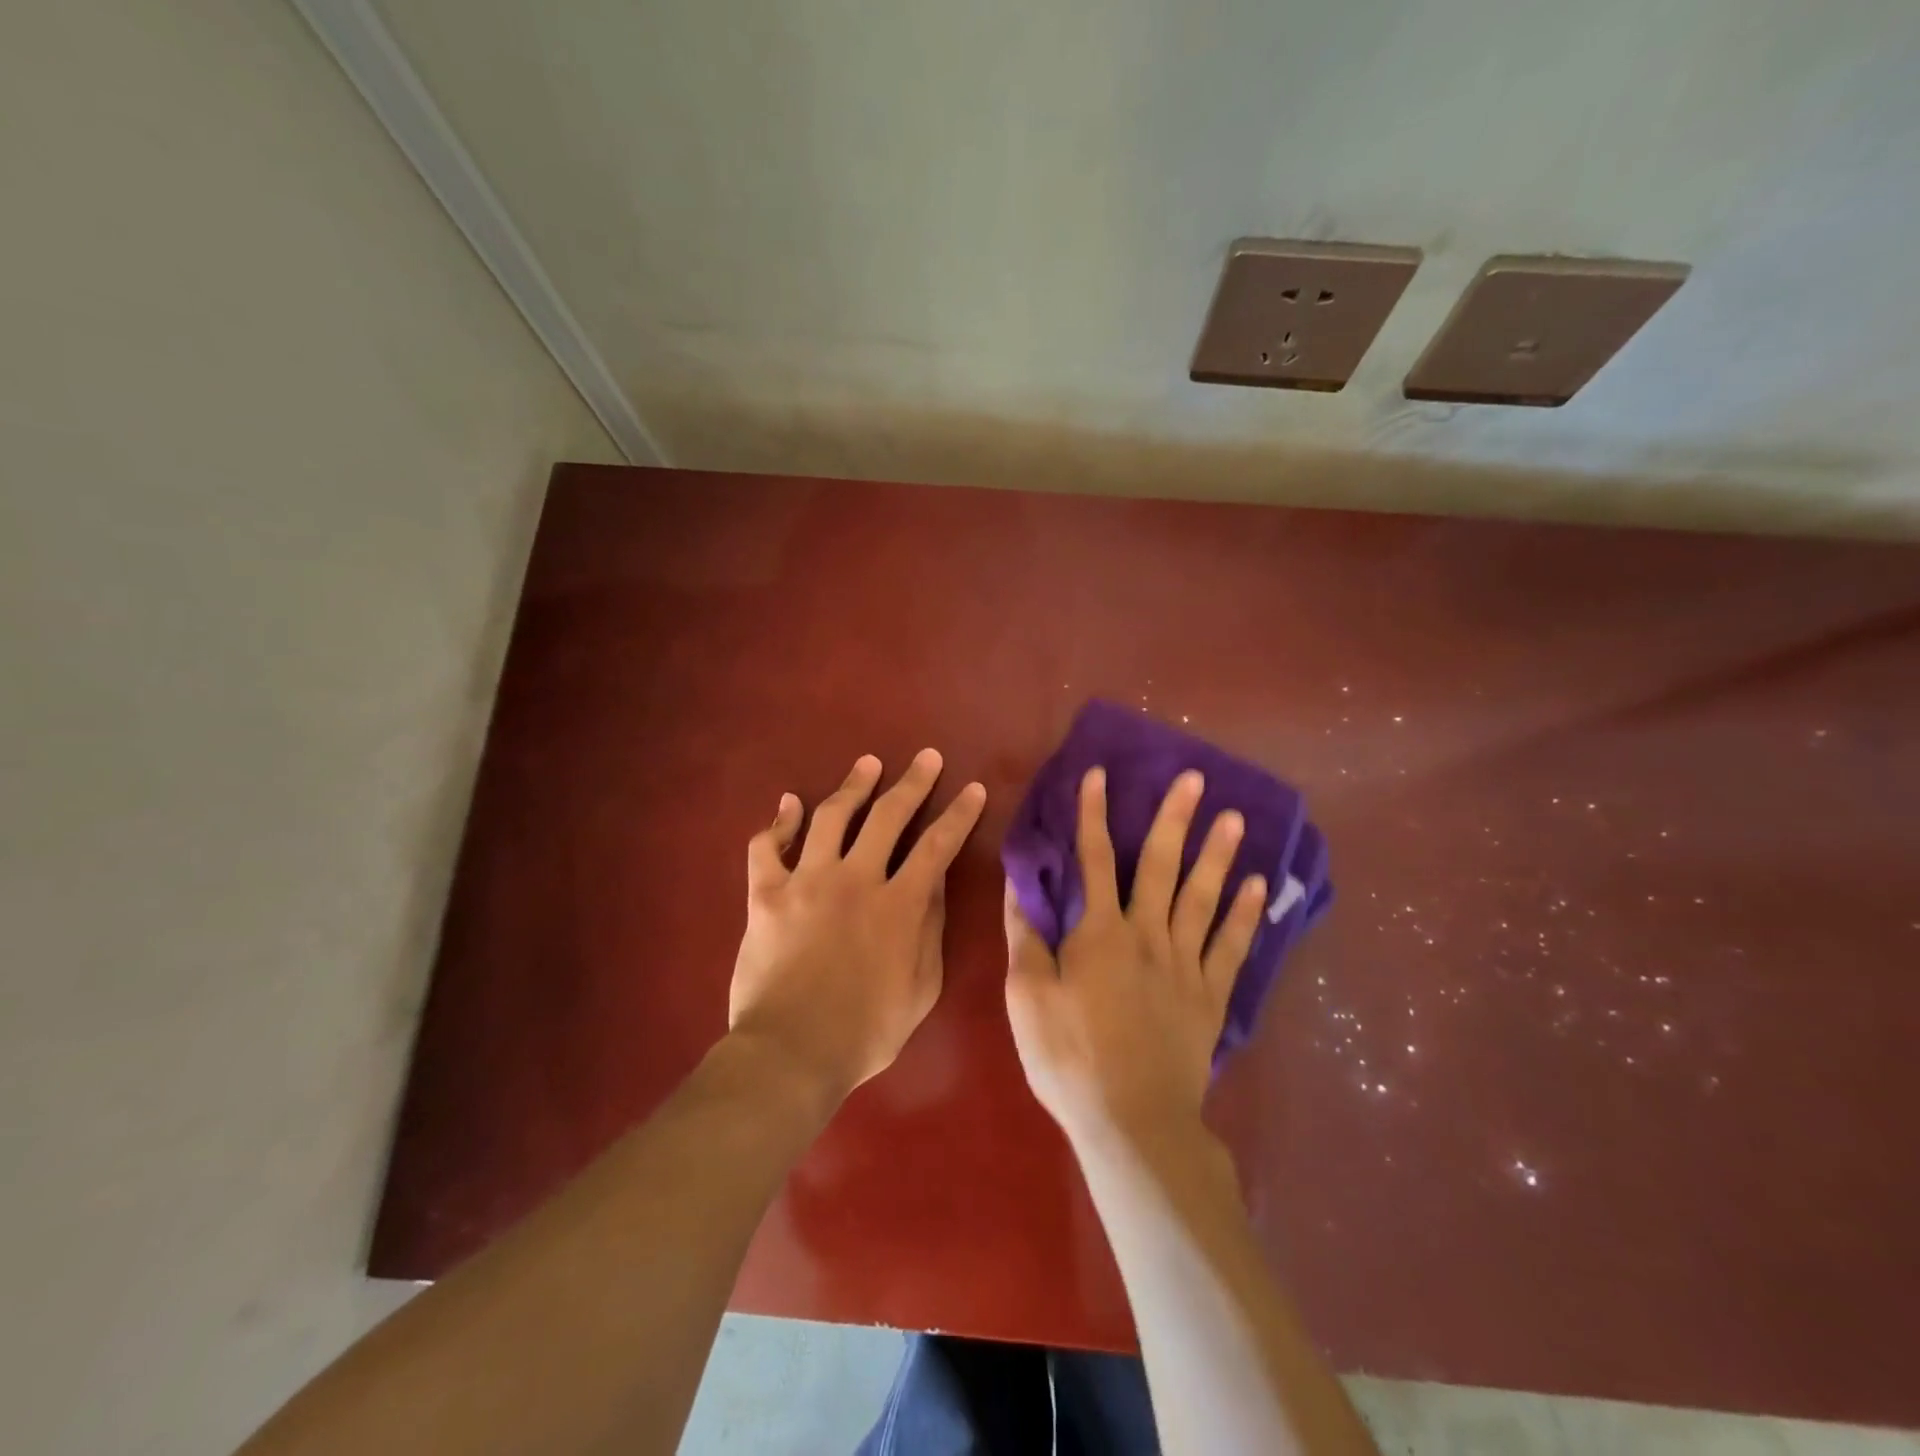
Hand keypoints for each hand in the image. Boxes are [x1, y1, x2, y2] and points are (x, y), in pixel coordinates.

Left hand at [729, 750, 986, 1099]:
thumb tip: (934, 884)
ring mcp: (807, 881)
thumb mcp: (921, 988)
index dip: (959, 814)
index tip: (973, 789)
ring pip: (832, 816)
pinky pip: (767, 847)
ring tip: (868, 764)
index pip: (938, 846)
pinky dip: (778, 822)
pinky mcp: (767, 894)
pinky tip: (789, 804)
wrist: (791, 1053)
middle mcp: (856, 879)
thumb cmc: (866, 1030)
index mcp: (899, 904)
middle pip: (889, 816)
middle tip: (926, 758)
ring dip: (853, 785)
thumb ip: (930, 930)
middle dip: (913, 783)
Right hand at [1004, 766, 1267, 1145]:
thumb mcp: (1027, 996)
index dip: (1093, 815)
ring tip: (1234, 818)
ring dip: (1218, 855)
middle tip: (1193, 778)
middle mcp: (1147, 935)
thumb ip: (1025, 936)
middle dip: (1173, 818)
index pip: (1093, 859)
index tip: (1099, 774)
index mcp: (1099, 932)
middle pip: (1161, 866)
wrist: (1132, 1121)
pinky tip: (1258, 888)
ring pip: (1203, 897)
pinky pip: (1231, 947)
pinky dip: (1246, 916)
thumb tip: (1021, 884)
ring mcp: (1185, 964)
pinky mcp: (1210, 996)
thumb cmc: (1069, 1057)